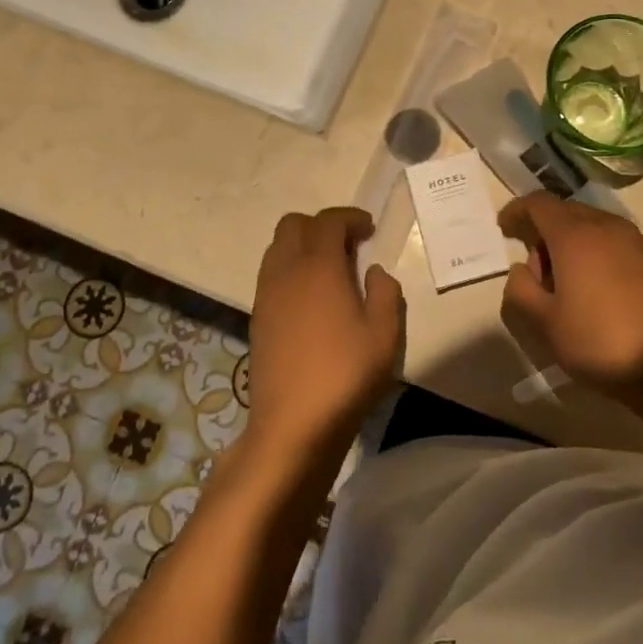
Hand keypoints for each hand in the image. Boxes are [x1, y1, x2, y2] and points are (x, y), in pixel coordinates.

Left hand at [245, 208, 403, 459]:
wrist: (292, 425)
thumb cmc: (345, 375)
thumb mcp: (384, 334)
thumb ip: (385, 293)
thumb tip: (373, 272)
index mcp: (319, 266)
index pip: (328, 221)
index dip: (350, 218)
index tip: (369, 229)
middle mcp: (286, 271)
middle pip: (293, 224)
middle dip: (321, 225)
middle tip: (349, 246)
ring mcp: (266, 294)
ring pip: (277, 248)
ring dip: (303, 246)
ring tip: (330, 271)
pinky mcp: (257, 318)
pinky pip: (271, 274)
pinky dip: (291, 269)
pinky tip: (312, 298)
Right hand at [498, 193, 642, 402]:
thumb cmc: (601, 343)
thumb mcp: (546, 324)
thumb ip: (521, 290)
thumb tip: (522, 270)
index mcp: (575, 236)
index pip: (538, 203)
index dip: (517, 211)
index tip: (505, 228)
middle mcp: (608, 227)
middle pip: (567, 213)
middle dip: (545, 233)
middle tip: (537, 273)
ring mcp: (638, 241)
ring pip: (595, 227)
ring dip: (574, 244)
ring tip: (570, 286)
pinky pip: (618, 244)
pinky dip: (600, 255)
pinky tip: (602, 292)